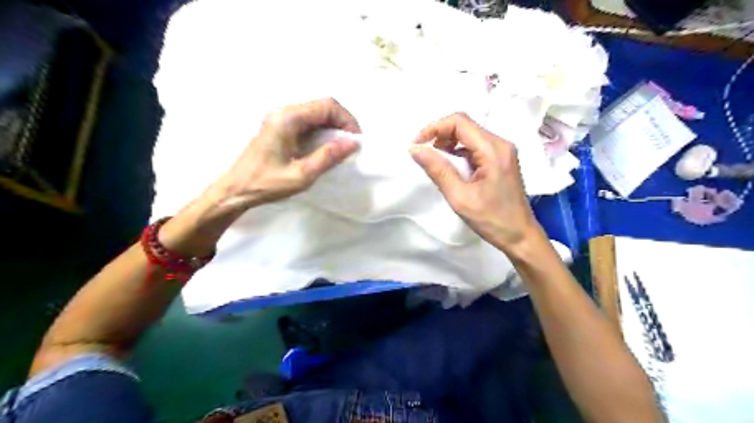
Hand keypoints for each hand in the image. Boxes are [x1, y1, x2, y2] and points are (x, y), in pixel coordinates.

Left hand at [214, 98, 359, 214]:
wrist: (236, 190)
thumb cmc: (266, 184)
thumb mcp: (301, 175)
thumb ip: (327, 157)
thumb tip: (352, 143)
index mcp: (287, 119)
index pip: (326, 106)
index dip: (346, 120)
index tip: (355, 140)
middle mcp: (284, 113)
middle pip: (322, 107)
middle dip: (342, 123)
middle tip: (351, 145)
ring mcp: (280, 119)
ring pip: (316, 114)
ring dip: (333, 127)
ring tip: (342, 148)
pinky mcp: (280, 128)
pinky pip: (307, 123)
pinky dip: (322, 132)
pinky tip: (326, 148)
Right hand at [412, 111, 542, 250]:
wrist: (520, 236)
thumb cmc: (492, 220)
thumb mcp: (460, 197)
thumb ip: (438, 170)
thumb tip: (415, 149)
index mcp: (493, 150)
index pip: (460, 122)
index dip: (434, 127)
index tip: (417, 144)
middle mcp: (500, 144)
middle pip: (464, 125)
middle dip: (440, 134)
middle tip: (423, 153)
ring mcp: (502, 151)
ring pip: (469, 135)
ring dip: (448, 143)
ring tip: (434, 161)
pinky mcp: (500, 160)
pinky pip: (475, 146)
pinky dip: (458, 152)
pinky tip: (450, 167)